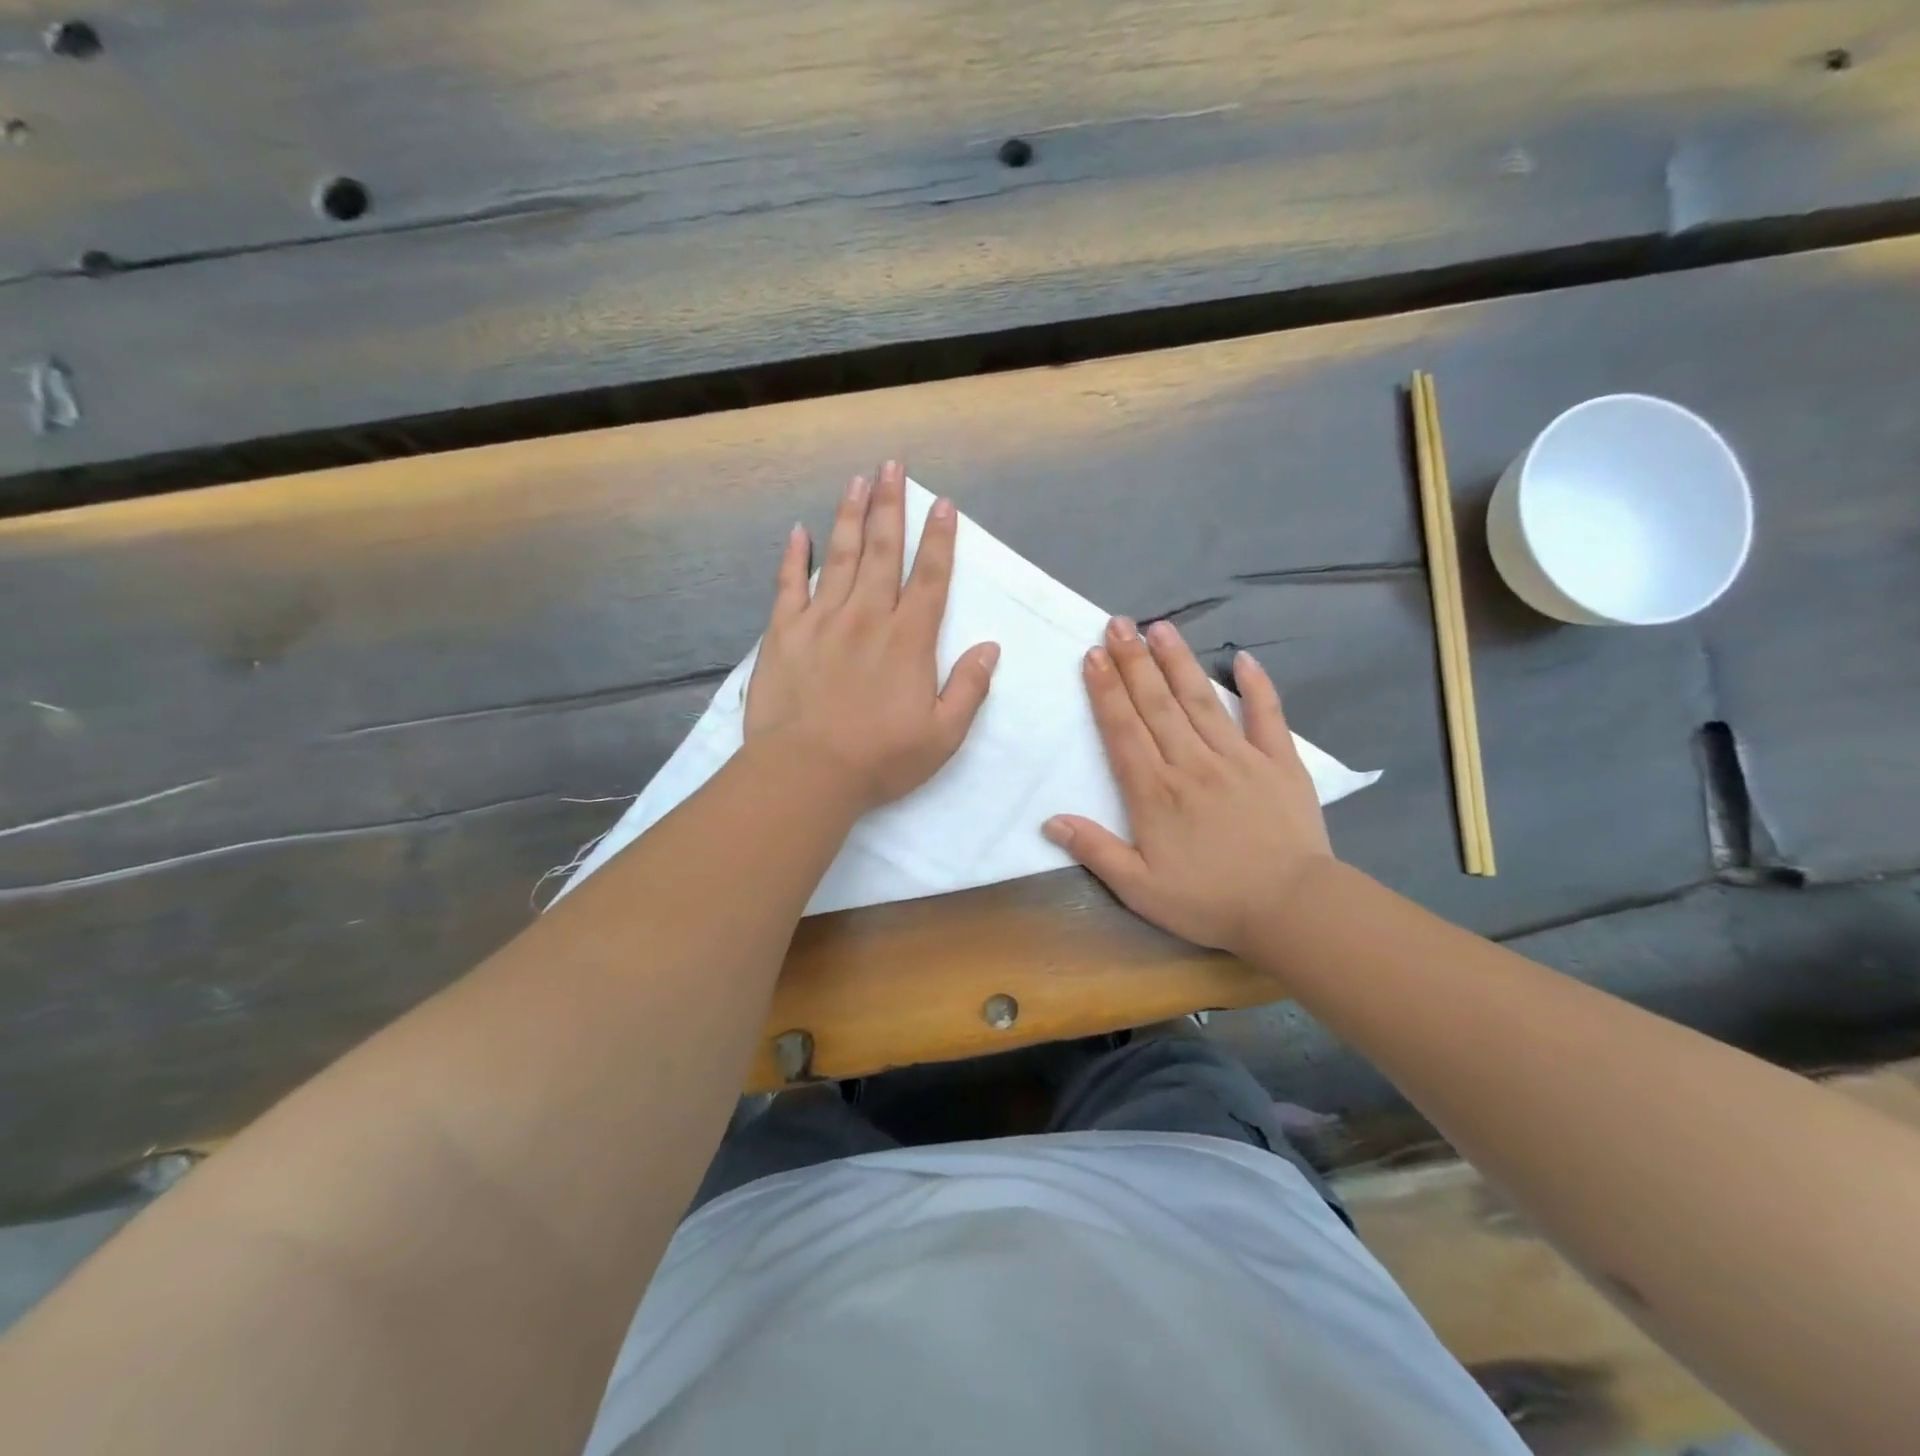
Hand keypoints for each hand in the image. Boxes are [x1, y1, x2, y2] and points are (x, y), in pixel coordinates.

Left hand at [745, 460, 1000, 813]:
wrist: (807, 773)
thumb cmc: (880, 759)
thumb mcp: (943, 736)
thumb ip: (969, 688)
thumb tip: (990, 648)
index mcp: (909, 640)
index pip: (930, 578)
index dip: (939, 539)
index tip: (943, 505)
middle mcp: (867, 617)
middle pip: (882, 551)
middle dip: (891, 506)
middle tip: (893, 466)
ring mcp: (821, 620)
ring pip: (839, 557)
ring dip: (850, 516)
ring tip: (858, 481)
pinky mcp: (783, 633)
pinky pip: (789, 585)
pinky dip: (794, 557)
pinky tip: (798, 531)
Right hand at [1043, 617, 1333, 958]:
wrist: (1292, 910)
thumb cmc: (1210, 902)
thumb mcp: (1140, 890)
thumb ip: (1095, 851)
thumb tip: (1050, 820)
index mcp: (1155, 791)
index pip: (1123, 730)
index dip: (1106, 690)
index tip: (1093, 655)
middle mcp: (1192, 763)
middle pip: (1157, 704)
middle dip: (1134, 661)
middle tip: (1118, 623)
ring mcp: (1239, 758)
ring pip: (1201, 700)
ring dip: (1178, 662)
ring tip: (1160, 628)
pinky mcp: (1280, 763)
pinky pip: (1267, 716)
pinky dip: (1257, 686)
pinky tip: (1243, 658)